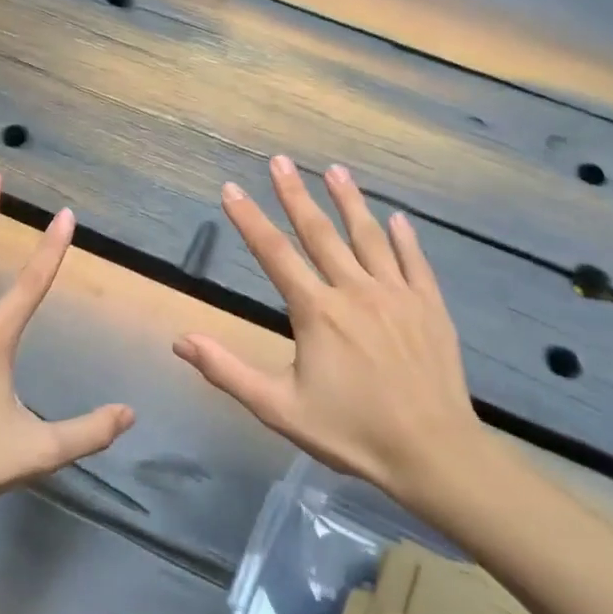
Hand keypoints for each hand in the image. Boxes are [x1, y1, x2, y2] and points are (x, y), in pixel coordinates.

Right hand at [173, 156, 483, 506]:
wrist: (432, 453)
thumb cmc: (351, 433)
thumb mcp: (278, 408)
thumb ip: (227, 371)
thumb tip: (181, 340)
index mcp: (316, 312)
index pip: (273, 254)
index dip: (249, 220)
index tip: (231, 189)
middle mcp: (355, 291)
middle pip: (320, 233)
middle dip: (295, 195)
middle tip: (280, 160)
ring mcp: (397, 295)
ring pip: (369, 237)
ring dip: (350, 201)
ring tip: (336, 170)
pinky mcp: (429, 307)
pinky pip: (415, 262)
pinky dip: (405, 238)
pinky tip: (398, 218)